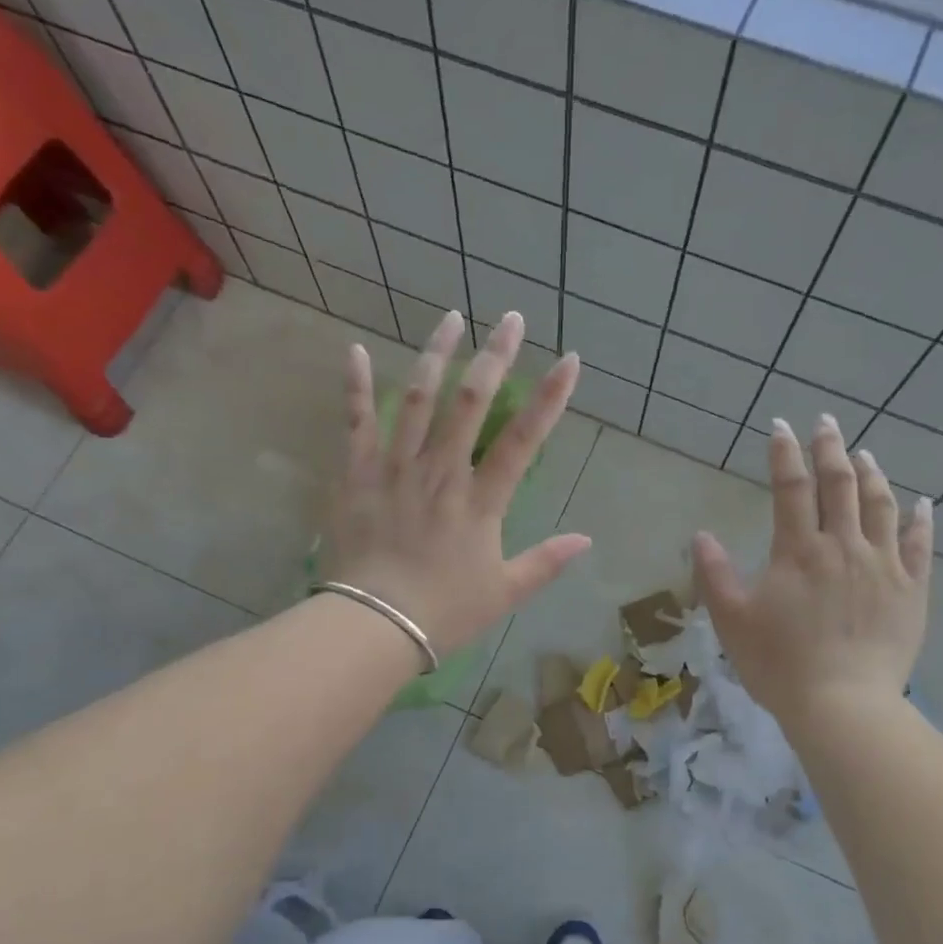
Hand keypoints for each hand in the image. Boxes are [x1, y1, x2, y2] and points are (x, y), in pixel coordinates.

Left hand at [325, 309, 591, 654]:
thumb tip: (586, 539)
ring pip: (417, 400)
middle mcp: (441, 473)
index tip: (568, 359)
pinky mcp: (356, 476)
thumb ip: (546, 562)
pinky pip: (356, 424)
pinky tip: (357, 350)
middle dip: (494, 356)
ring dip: (436, 355)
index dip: (549, 397)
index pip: (523, 440)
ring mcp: (396, 469)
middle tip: (509, 317)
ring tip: (451, 317)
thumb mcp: (504, 593)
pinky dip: (356, 386)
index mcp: (481, 502)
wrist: (373, 626)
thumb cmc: (444, 612)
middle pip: (471, 404)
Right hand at [694, 416, 933, 723]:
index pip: (791, 488)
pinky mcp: (912, 591)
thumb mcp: (731, 620)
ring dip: (871, 474)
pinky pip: (920, 546)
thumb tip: (701, 534)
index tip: (780, 426)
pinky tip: (922, 503)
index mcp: (798, 551)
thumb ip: (714, 574)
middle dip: (830, 448)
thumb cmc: (779, 664)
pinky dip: (921, 520)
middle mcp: (844, 546)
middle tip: (825, 422)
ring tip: (865, 453)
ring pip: (881, 506)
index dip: (784, 454)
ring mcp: (883, 566)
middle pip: (840, 485)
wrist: (843, 706)